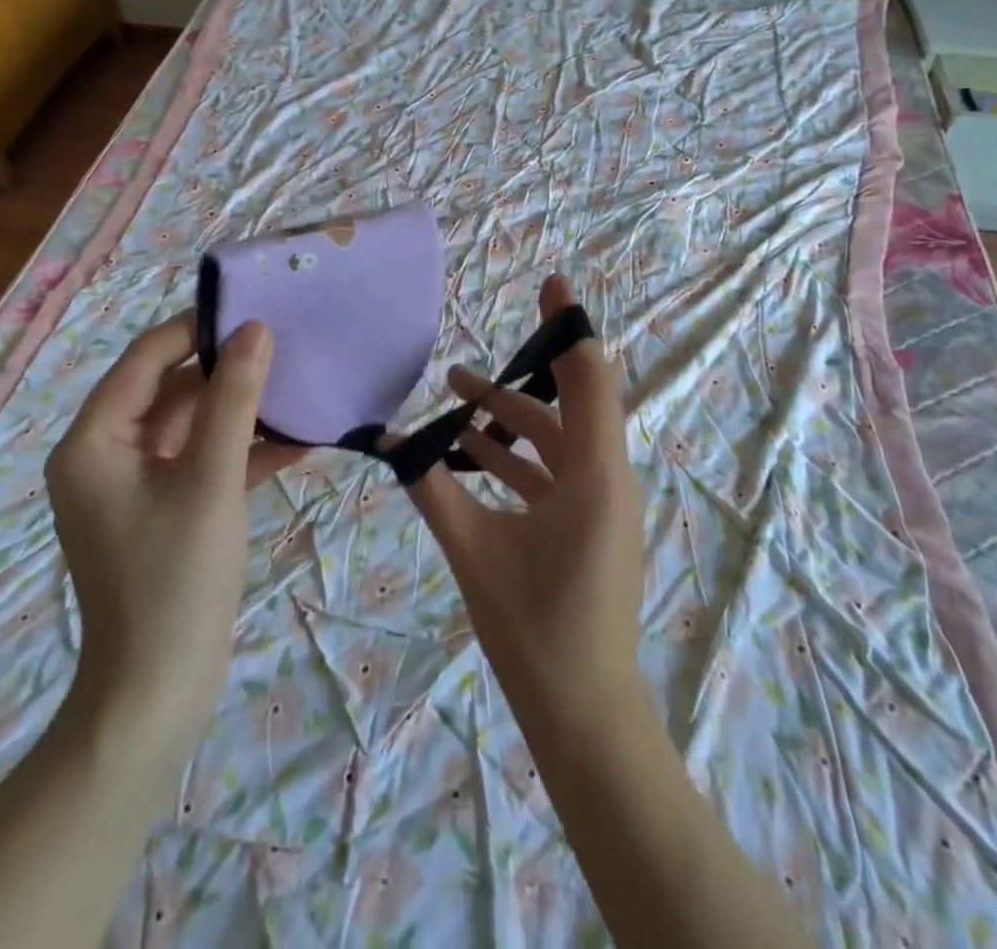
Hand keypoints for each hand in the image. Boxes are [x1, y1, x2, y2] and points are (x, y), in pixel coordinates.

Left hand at [44, 314, 298, 760]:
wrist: (157, 695)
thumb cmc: (176, 579)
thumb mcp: (211, 479)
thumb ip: (234, 398)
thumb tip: (256, 330)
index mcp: (95, 440)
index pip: (148, 357)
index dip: (199, 328)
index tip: (256, 309)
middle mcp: (106, 454)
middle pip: (172, 389)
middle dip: (230, 370)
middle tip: (289, 345)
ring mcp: (136, 485)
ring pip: (193, 425)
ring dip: (243, 411)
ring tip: (301, 386)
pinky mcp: (164, 510)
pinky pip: (203, 462)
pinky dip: (243, 450)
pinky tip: (299, 440)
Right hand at [407, 276, 646, 737]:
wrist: (583, 712)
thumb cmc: (534, 628)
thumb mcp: (473, 550)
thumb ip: (430, 488)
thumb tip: (388, 441)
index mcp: (595, 474)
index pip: (589, 377)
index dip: (569, 326)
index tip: (551, 284)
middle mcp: (608, 478)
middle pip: (569, 403)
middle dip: (518, 375)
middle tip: (462, 359)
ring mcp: (602, 502)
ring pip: (557, 439)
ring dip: (509, 418)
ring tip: (452, 397)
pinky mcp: (591, 523)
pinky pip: (555, 471)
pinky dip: (517, 455)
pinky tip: (471, 452)